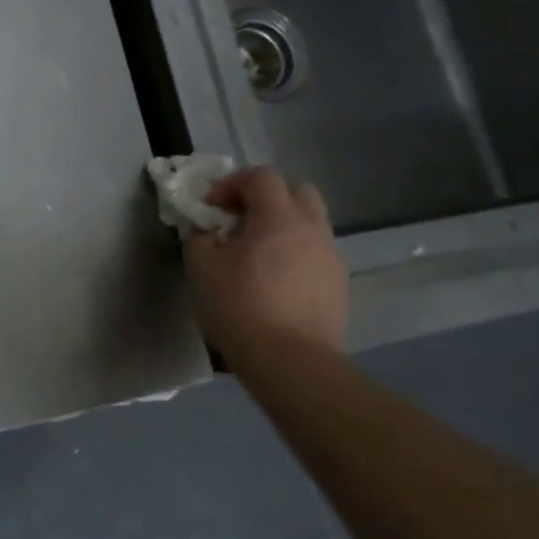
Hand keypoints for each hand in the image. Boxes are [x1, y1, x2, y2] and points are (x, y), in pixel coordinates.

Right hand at [183, 166, 346, 363]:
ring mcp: (331, 256)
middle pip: (296, 190)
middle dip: (264, 196)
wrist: (291, 362)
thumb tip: (207, 231)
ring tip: (254, 251)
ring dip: (280, 224)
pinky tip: (272, 278)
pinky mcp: (338, 283)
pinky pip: (314, 250)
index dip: (231, 183)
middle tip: (237, 219)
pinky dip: (293, 250)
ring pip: (309, 221)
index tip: (210, 208)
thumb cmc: (240, 307)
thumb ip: (200, 237)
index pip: (261, 176)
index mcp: (279, 218)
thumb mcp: (201, 266)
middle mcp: (313, 229)